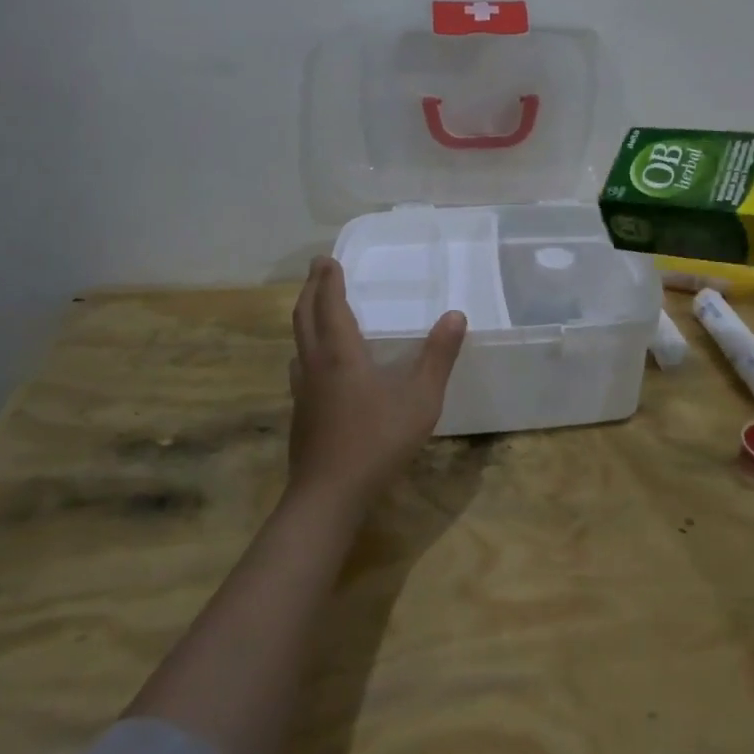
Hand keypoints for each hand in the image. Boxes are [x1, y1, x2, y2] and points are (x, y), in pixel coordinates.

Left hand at [286, 257, 466, 514]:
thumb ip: (438, 356)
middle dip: (311, 289)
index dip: (329, 279)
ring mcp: (303, 390)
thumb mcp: (420, 398)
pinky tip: (316, 364)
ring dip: (305, 317)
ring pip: (298, 341)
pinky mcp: (301, 412)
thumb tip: (455, 315)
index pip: (330, 304)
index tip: (326, 258)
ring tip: (315, 309)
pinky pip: (300, 366)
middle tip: (317, 270)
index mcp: (341, 353)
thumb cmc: (377, 441)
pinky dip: (306, 348)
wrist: (328, 495)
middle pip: (305, 317)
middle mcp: (316, 364)